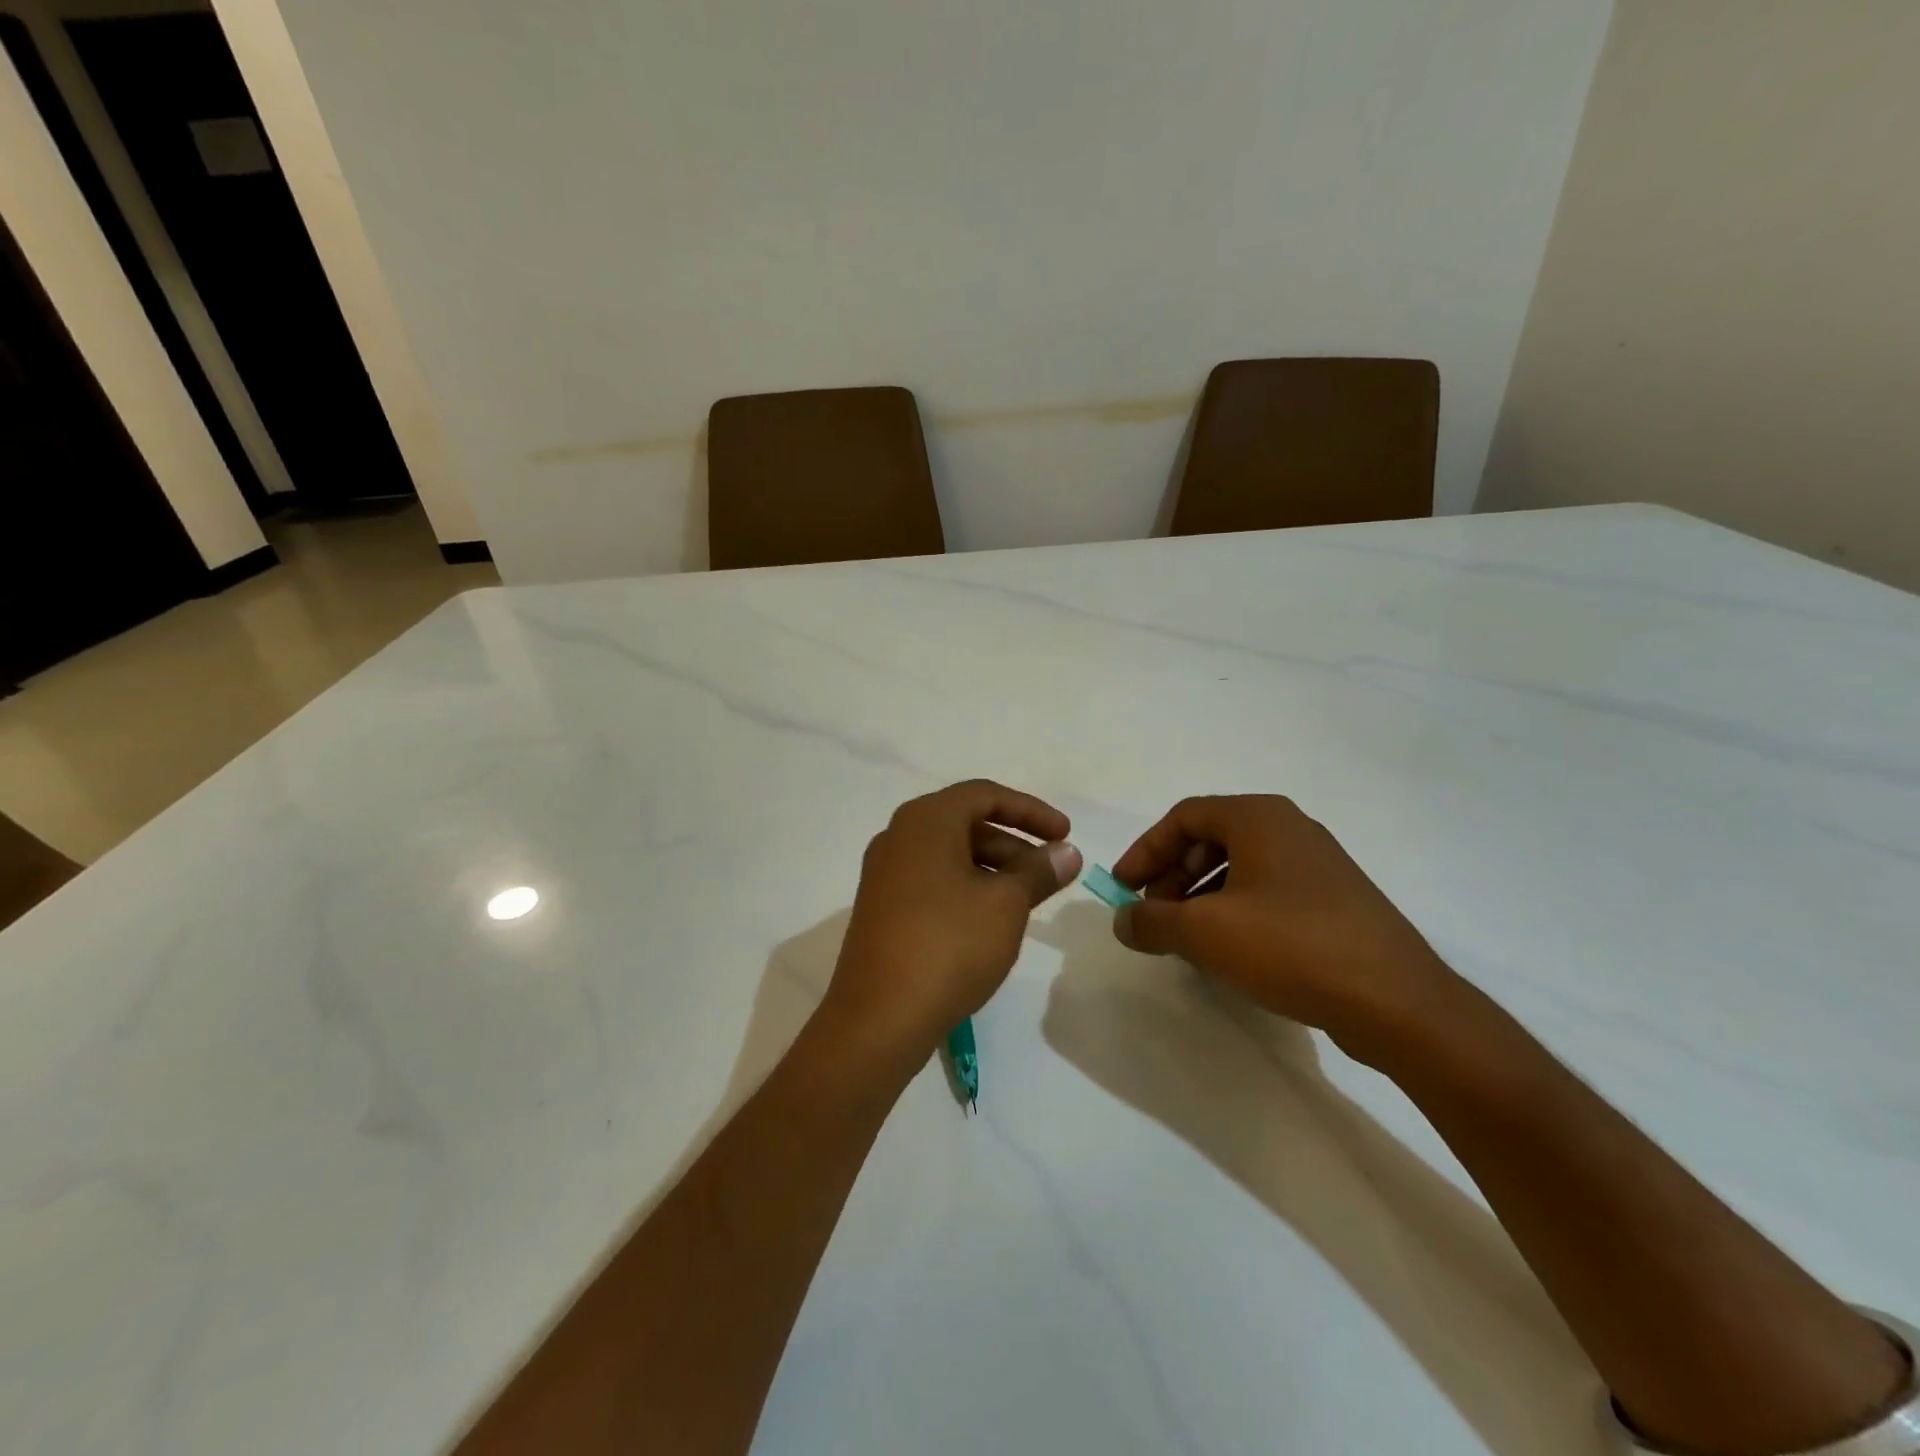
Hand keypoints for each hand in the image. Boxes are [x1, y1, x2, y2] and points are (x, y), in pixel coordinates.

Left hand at [822, 780, 1081, 1069]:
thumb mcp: (1006, 904)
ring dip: (993, 868)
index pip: (984, 795)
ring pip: (950, 854)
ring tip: (1027, 901)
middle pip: (966, 822)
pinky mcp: (881, 907)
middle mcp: (898, 837)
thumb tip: (1066, 852)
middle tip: (1050, 874)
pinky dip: (967, 887)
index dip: (1031, 811)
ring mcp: (884, 873)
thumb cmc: (949, 945)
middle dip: (1014, 843)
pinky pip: (932, 880)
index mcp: (925, 821)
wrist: (879, 1018)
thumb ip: (1039, 871)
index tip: (1065, 834)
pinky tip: (991, 921)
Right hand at [1110, 795, 1458, 1065]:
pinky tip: (1229, 951)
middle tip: (1154, 915)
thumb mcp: (1204, 933)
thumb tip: (1123, 920)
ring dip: (1200, 896)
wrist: (1397, 1001)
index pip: (1183, 817)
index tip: (1123, 888)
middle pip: (1210, 838)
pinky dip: (1235, 910)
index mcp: (1259, 817)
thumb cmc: (1290, 946)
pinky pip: (1268, 891)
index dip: (1145, 850)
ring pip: (1239, 866)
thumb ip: (1152, 921)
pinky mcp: (1336, 900)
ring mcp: (1318, 864)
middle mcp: (1290, 828)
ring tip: (1186, 937)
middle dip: (1172, 875)